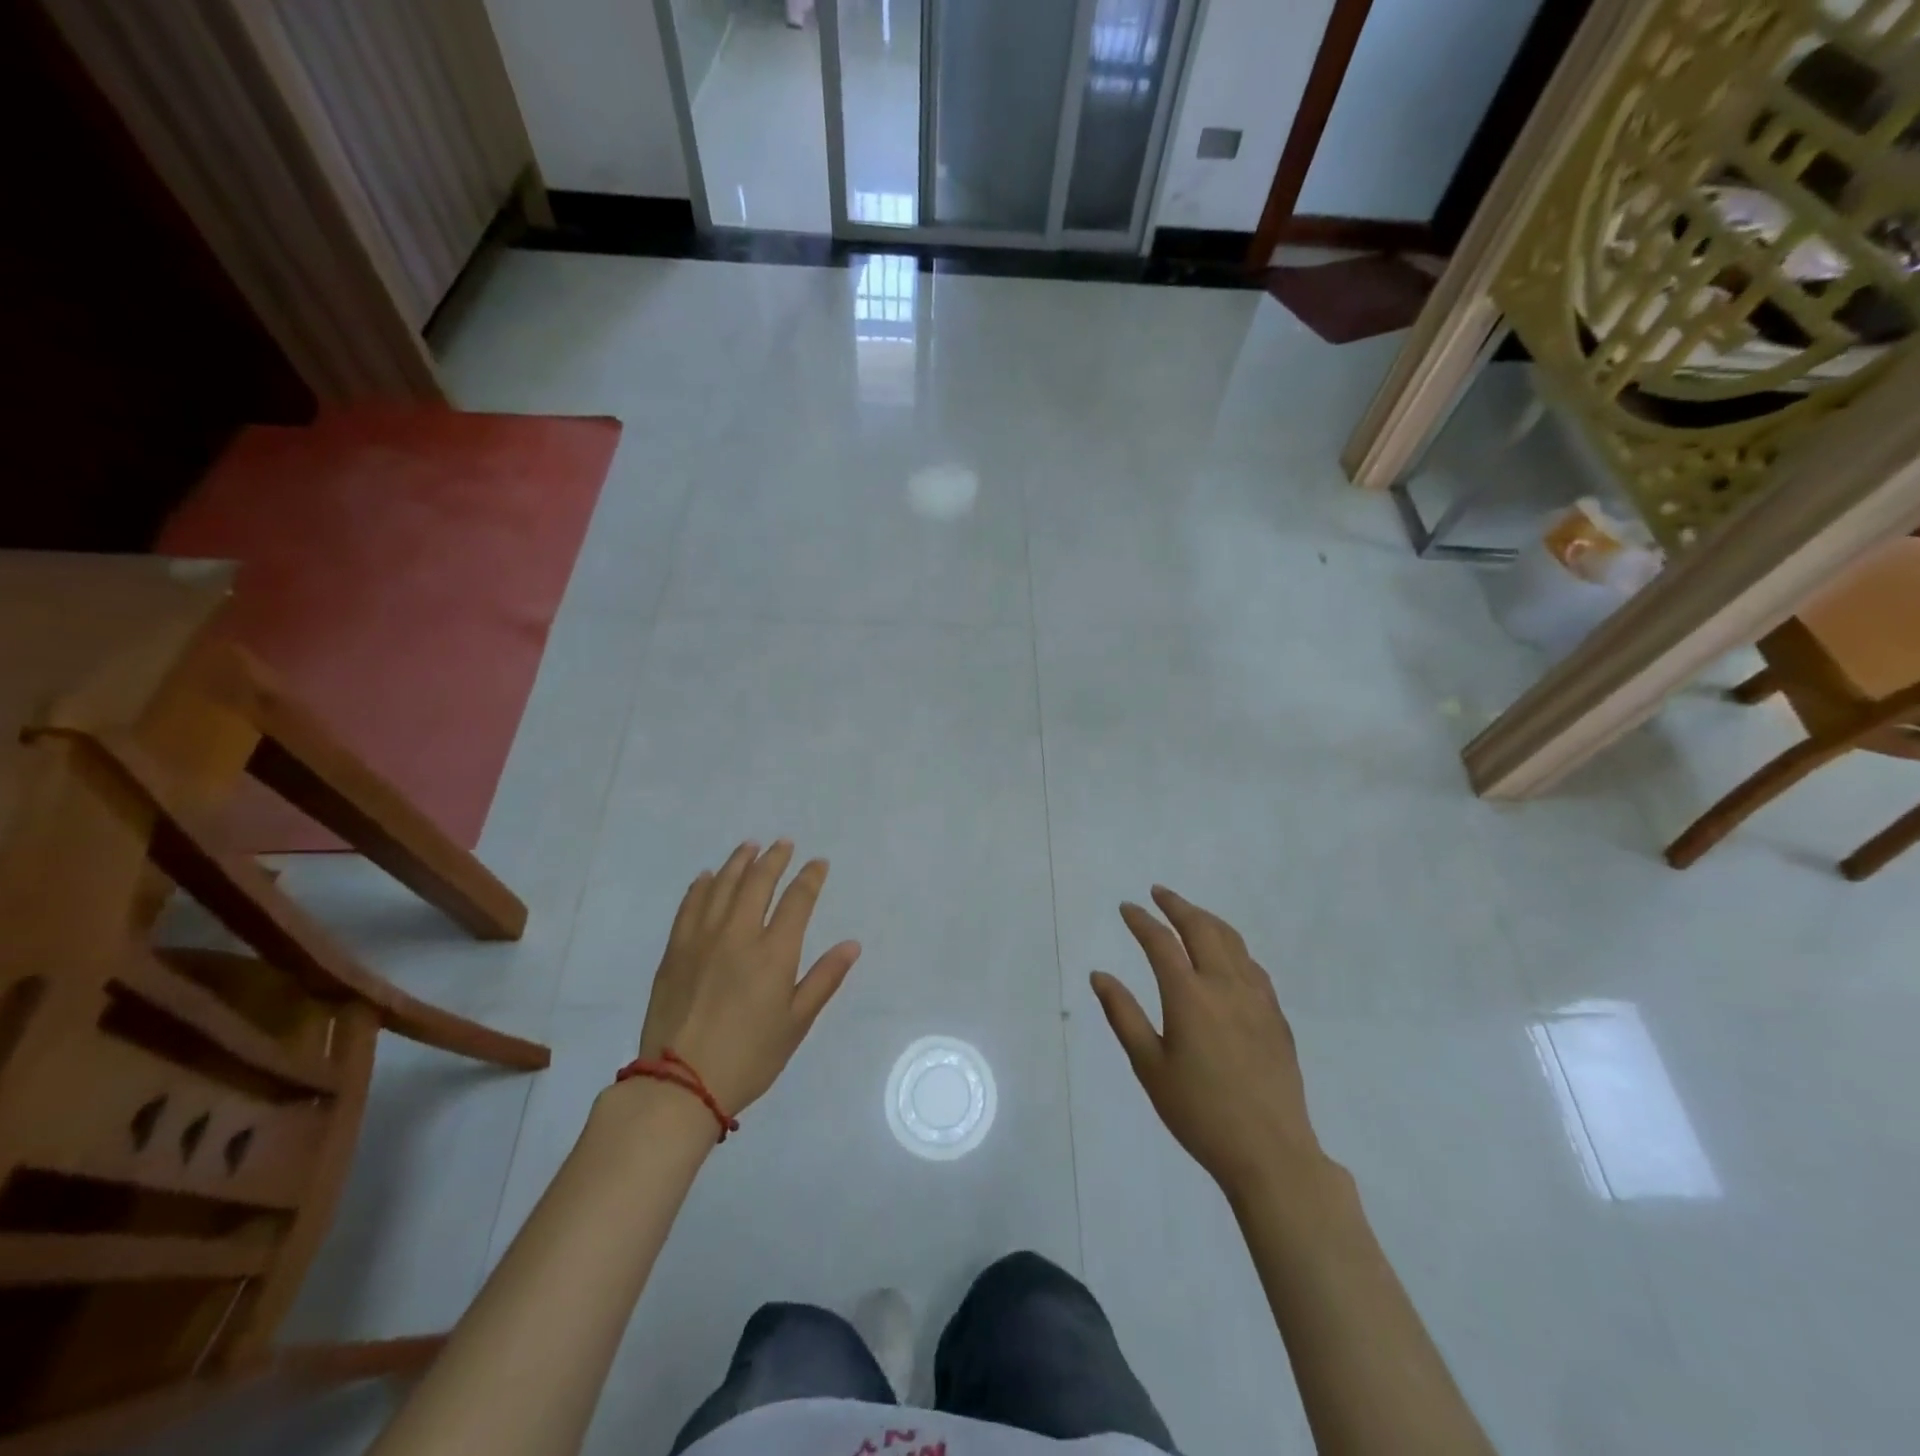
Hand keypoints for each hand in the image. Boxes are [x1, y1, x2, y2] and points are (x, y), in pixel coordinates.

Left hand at [635, 840, 861, 1116]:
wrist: (680, 1084)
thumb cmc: (749, 1057)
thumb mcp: (796, 1023)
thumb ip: (824, 979)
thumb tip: (852, 945)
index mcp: (774, 953)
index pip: (797, 900)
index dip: (810, 877)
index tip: (818, 863)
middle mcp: (738, 935)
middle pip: (758, 882)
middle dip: (775, 859)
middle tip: (784, 844)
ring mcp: (702, 939)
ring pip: (723, 886)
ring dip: (739, 862)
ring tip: (750, 847)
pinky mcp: (675, 951)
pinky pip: (690, 906)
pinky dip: (702, 886)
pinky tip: (708, 877)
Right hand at [1091, 887, 1326, 1203]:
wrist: (1270, 1152)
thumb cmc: (1199, 1112)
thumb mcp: (1149, 1066)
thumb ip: (1123, 1015)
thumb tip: (1099, 975)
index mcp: (1189, 996)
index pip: (1161, 942)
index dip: (1141, 920)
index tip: (1127, 908)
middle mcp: (1225, 985)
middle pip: (1201, 928)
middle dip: (1177, 906)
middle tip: (1159, 893)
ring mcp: (1256, 998)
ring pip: (1232, 941)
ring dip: (1207, 920)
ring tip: (1189, 914)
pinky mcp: (1275, 1015)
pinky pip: (1251, 965)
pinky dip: (1232, 946)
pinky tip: (1226, 956)